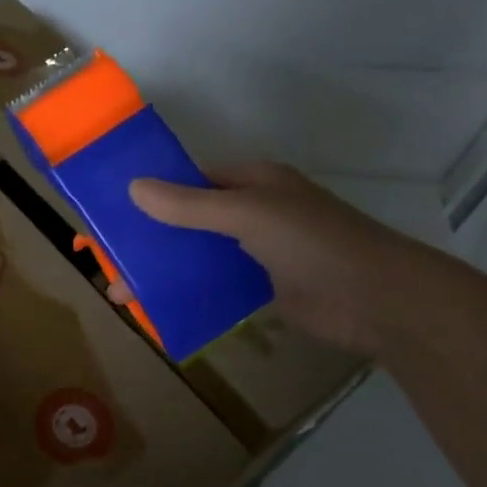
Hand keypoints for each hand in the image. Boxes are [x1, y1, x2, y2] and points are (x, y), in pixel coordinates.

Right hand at [125, 163, 450, 355]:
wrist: (379, 301)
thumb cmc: (314, 243)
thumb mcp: (247, 215)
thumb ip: (190, 205)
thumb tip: (133, 188)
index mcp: (253, 182)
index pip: (191, 179)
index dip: (152, 192)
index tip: (112, 211)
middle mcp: (253, 211)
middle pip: (189, 219)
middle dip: (150, 238)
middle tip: (107, 259)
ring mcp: (259, 251)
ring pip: (199, 254)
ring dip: (164, 270)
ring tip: (122, 292)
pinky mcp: (264, 287)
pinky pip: (215, 284)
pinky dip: (188, 292)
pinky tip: (157, 307)